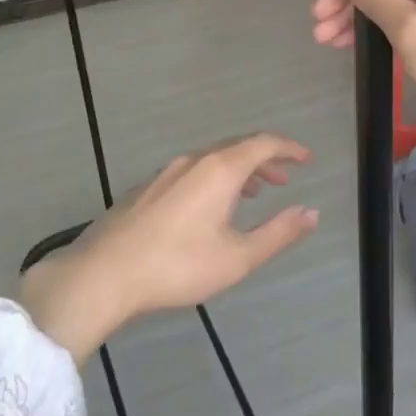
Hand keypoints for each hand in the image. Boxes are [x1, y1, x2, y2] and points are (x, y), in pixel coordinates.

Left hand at [20, 134, 318, 361]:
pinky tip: (210, 207)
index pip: (263, 143)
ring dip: (239, 170)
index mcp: (219, 169)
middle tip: (284, 179)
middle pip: (237, 147)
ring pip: (212, 159)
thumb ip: (278, 233)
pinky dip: (214, 178)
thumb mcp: (237, 257)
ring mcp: (166, 172)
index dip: (288, 148)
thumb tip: (311, 212)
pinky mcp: (147, 188)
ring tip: (253, 192)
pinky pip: (192, 170)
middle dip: (265, 160)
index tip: (307, 159)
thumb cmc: (177, 266)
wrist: (104, 272)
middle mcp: (194, 160)